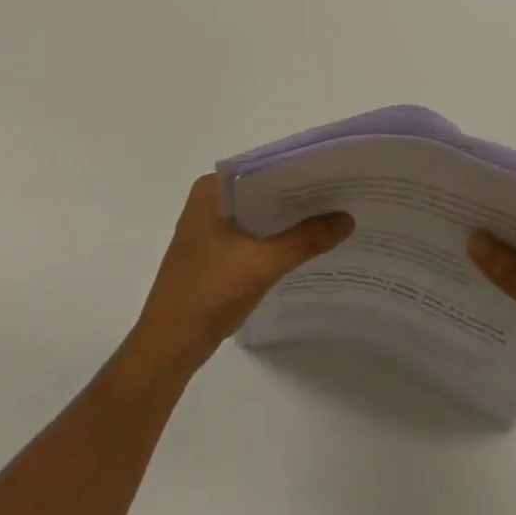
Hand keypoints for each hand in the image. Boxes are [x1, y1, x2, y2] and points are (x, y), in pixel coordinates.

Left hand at [126, 175, 353, 378]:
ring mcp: (209, 228)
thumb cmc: (209, 293)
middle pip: (262, 191)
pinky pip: (251, 235)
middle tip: (342, 197)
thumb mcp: (262, 264)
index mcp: (212, 190)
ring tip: (332, 218)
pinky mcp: (213, 253)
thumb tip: (347, 218)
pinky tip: (304, 247)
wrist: (168, 347)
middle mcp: (209, 201)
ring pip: (258, 215)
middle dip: (298, 197)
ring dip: (287, 220)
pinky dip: (275, 239)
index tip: (334, 173)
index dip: (299, 171)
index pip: (263, 167)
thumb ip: (305, 239)